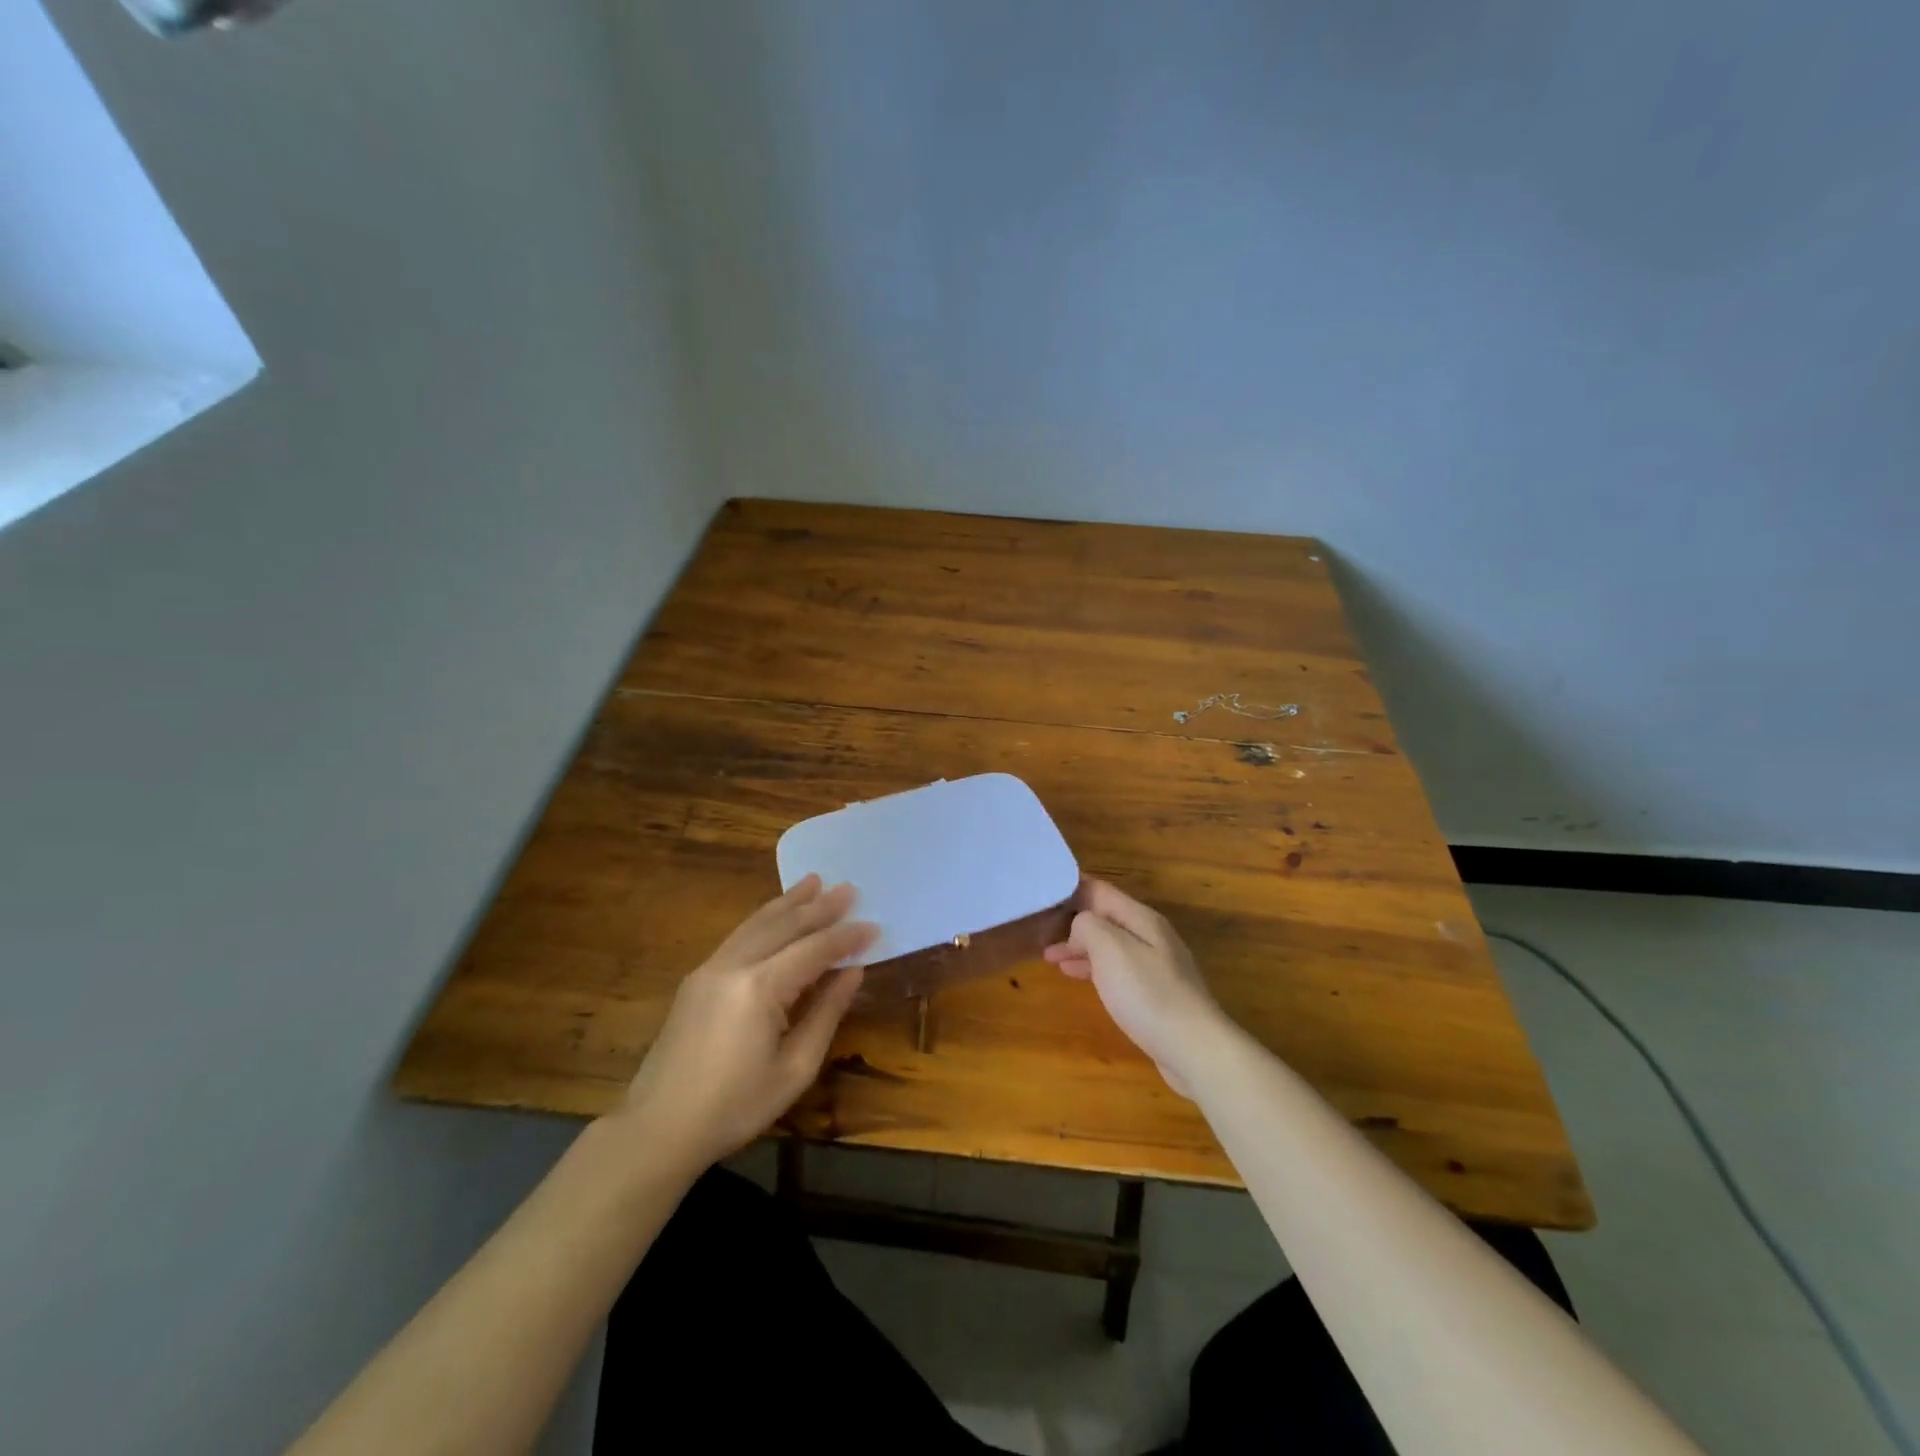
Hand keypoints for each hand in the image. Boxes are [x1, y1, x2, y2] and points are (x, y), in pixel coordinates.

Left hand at [622, 876, 876, 1172]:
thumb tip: (853, 972)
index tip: (874, 926)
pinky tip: (776, 913)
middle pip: (784, 925)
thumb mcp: (794, 1068)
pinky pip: (739, 935)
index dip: (846, 937)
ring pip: (757, 923)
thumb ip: (826, 1013)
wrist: (658, 1128)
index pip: (814, 949)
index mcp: (760, 988)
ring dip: (789, 902)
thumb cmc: (735, 1107)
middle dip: (819, 906)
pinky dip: (764, 918)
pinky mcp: (697, 978)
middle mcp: (734, 965)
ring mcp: (710, 968)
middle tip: (849, 889)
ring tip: (814, 881)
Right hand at [1043, 879, 1224, 1095]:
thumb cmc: (1148, 994)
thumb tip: (1080, 925)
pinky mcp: (1156, 993)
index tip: (1043, 889)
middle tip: (1039, 928)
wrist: (1194, 1049)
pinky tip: (1077, 976)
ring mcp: (1156, 965)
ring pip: (1109, 944)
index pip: (1101, 890)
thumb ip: (1088, 926)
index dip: (1072, 887)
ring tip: (1049, 955)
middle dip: (1072, 920)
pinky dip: (1093, 967)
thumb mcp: (1110, 948)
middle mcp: (1151, 935)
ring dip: (1079, 946)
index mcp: (1141, 918)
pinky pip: (1117, 968)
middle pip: (1106, 917)